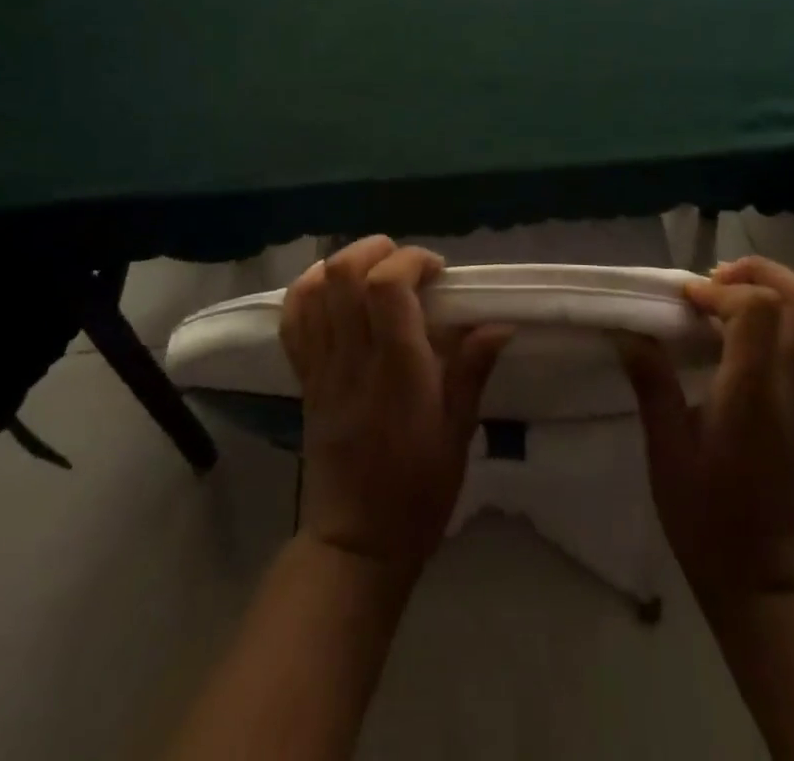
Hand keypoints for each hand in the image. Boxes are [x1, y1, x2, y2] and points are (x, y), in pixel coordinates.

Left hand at [281, 236, 509, 576]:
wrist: (357, 543)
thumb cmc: (419, 490)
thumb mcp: (459, 431)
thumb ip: (473, 369)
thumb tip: (500, 322)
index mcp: (397, 369)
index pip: (387, 287)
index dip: (411, 261)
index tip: (437, 271)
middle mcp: (353, 359)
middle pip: (343, 275)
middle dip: (375, 250)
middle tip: (406, 265)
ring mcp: (322, 368)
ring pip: (313, 291)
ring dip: (343, 264)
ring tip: (372, 271)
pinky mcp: (305, 380)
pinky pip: (293, 323)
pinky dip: (308, 291)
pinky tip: (332, 289)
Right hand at [618, 256, 793, 612]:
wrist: (764, 578)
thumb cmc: (707, 517)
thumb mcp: (666, 451)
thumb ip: (652, 383)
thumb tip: (627, 331)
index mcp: (753, 394)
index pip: (758, 310)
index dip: (719, 289)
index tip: (683, 298)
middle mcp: (791, 386)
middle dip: (760, 272)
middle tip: (714, 278)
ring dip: (778, 287)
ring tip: (731, 291)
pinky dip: (789, 311)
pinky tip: (749, 323)